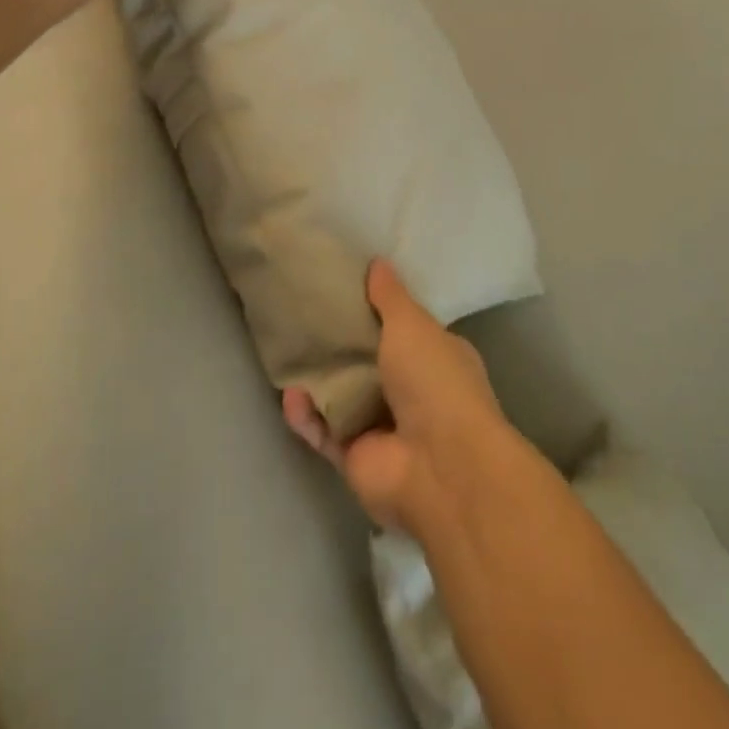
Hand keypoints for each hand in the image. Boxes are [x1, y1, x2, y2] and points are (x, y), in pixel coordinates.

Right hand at [283, 259, 509, 535]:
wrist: (439, 466)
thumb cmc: (435, 381)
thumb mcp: (413, 325)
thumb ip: (390, 297)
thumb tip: (377, 262)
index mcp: (436, 358)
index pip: (405, 329)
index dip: (378, 311)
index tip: (346, 290)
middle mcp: (412, 393)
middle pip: (369, 363)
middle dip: (341, 345)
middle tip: (305, 316)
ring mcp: (384, 429)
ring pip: (343, 398)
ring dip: (319, 380)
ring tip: (290, 352)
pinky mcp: (356, 459)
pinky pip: (325, 432)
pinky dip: (307, 416)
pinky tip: (290, 396)